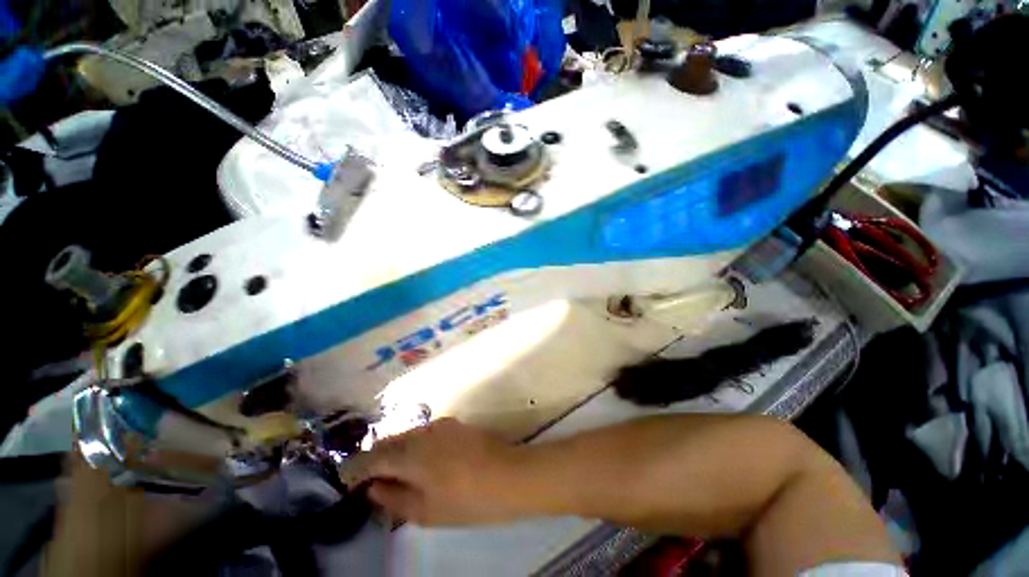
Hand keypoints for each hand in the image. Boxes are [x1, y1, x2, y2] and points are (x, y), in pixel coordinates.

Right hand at [357, 418, 525, 524]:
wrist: (509, 475)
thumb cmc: (466, 500)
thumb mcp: (426, 511)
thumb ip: (394, 498)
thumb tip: (373, 488)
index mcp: (411, 454)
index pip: (373, 457)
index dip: (356, 469)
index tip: (348, 483)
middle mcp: (423, 432)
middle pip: (389, 441)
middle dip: (375, 458)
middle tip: (370, 480)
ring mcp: (441, 424)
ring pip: (408, 434)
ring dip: (395, 450)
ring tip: (393, 472)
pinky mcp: (454, 424)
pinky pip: (425, 432)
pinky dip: (414, 445)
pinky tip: (420, 461)